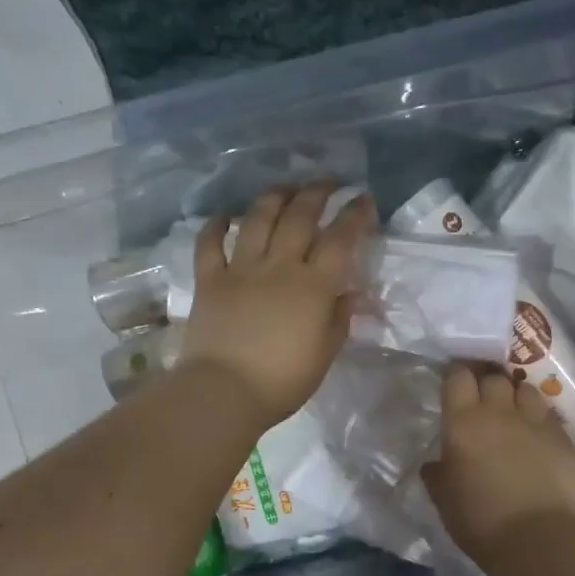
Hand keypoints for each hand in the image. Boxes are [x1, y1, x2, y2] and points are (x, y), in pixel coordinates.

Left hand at [180, 184, 374, 425]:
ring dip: (275, 196)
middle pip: (300, 216)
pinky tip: (225, 216)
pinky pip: (210, 244)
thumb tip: (347, 294)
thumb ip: (338, 319)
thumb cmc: (283, 381)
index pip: (340, 239)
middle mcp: (279, 266)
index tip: (364, 200)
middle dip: (318, 192)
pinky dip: (217, 225)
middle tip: (329, 184)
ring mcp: (241, 269)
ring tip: (286, 188)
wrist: (225, 391)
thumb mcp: (325, 354)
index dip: (355, 215)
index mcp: (313, 286)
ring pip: (258, 218)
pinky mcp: (210, 280)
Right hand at [423, 363, 574, 560]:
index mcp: (463, 423)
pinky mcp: (562, 437)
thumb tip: (434, 464)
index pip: (458, 377)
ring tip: (513, 409)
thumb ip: (437, 474)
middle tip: (482, 394)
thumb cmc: (478, 520)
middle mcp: (499, 412)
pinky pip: (548, 414)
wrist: (535, 538)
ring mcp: (534, 422)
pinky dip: (539, 418)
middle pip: (494, 377)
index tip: (454, 381)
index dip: (456, 374)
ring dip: (516, 394)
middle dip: (486, 380)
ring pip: (525, 389)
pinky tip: (536, 433)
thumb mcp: (443, 500)